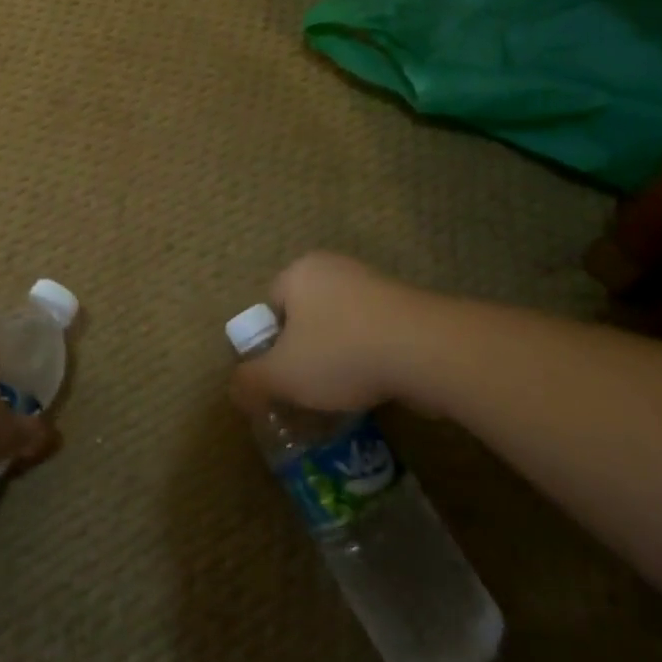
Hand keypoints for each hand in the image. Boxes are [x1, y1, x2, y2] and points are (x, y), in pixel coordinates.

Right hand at [229, 252, 410, 415]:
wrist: (426, 350)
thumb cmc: (340, 353)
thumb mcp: (282, 375)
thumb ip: (250, 380)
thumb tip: (234, 389)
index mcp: (300, 272)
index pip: (271, 305)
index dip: (271, 343)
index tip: (282, 373)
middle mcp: (336, 269)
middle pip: (307, 316)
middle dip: (305, 351)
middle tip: (308, 385)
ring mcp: (376, 285)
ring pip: (342, 326)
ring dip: (340, 356)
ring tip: (343, 392)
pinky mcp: (409, 308)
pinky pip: (375, 334)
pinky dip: (371, 358)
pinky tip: (375, 385)